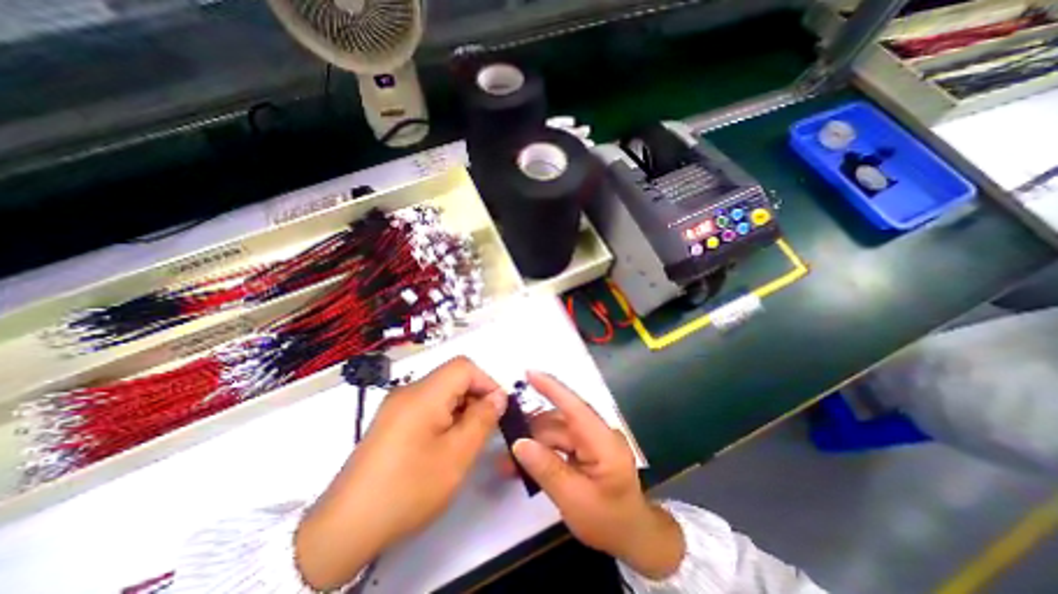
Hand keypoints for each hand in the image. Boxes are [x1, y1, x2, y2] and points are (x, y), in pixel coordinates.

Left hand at [296, 355, 504, 591]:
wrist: (346, 528)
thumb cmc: (409, 488)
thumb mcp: (457, 455)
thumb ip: (483, 419)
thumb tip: (499, 397)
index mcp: (424, 394)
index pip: (464, 367)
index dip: (486, 382)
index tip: (498, 409)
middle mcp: (408, 391)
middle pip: (452, 378)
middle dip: (475, 397)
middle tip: (484, 428)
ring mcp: (396, 406)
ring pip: (441, 392)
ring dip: (461, 408)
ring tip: (465, 440)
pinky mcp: (391, 420)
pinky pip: (427, 406)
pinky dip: (444, 416)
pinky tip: (444, 444)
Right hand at [512, 374, 687, 576]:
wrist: (634, 538)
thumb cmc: (610, 522)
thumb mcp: (575, 501)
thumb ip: (547, 469)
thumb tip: (520, 443)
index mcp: (603, 442)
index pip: (575, 407)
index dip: (552, 388)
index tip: (529, 373)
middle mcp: (598, 434)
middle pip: (559, 423)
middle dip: (531, 431)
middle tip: (505, 446)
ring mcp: (593, 440)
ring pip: (556, 432)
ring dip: (534, 443)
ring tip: (510, 462)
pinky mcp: (587, 448)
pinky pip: (560, 443)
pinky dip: (543, 451)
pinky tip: (526, 463)